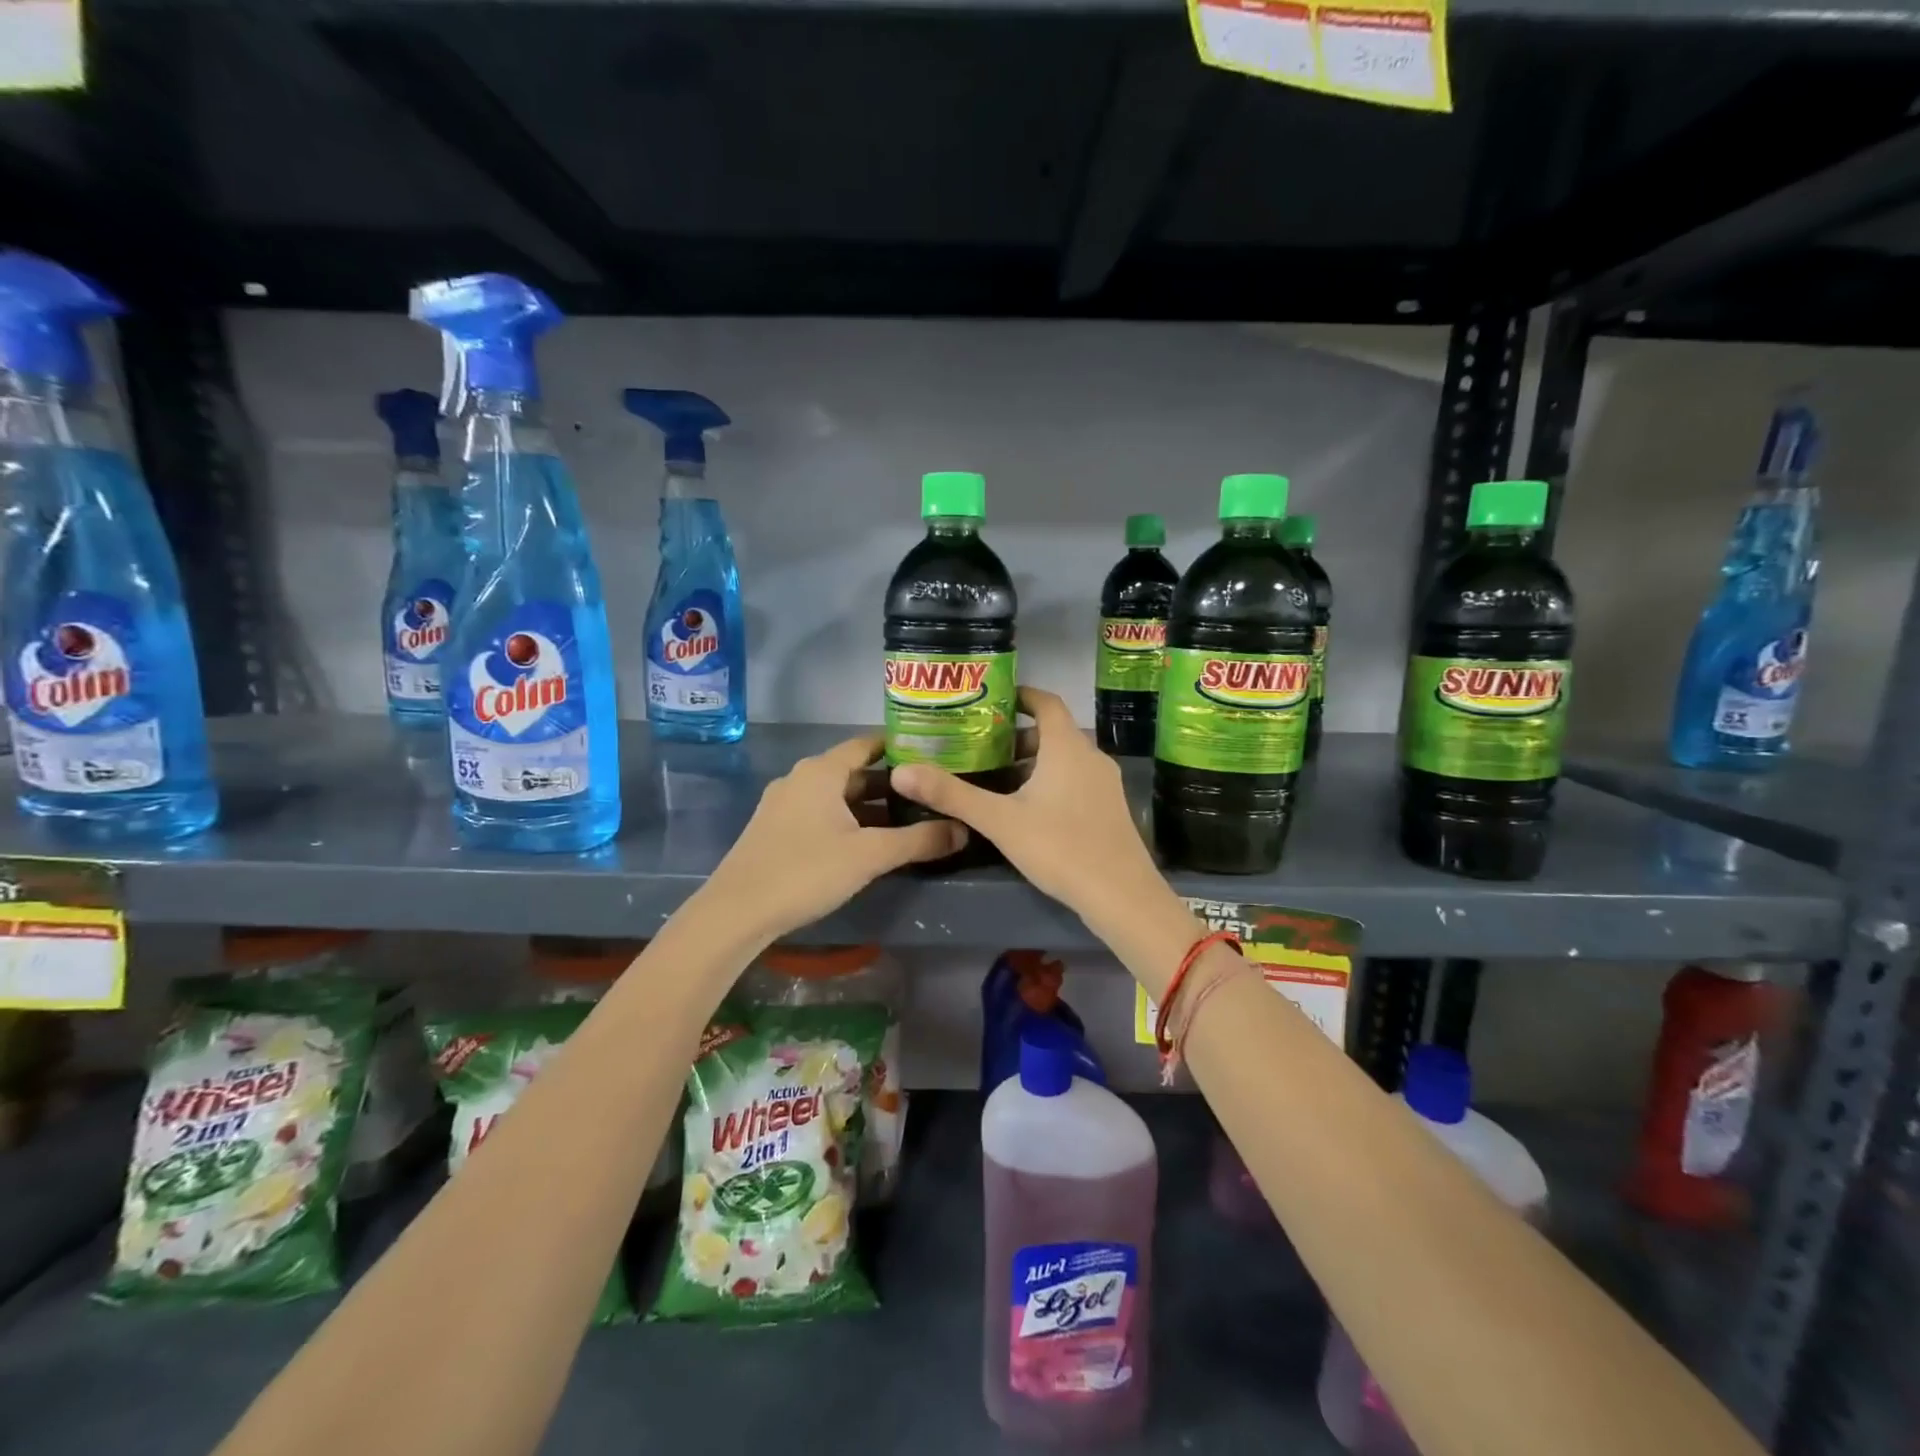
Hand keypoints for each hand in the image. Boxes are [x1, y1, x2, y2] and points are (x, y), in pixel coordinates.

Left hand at [703, 733, 966, 944]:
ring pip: (837, 796)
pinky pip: (820, 813)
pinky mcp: (775, 829)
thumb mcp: (870, 855)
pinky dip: (847, 820)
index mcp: (822, 771)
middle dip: (891, 783)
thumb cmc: (806, 871)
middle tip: (929, 793)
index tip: (933, 755)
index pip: (868, 744)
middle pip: (854, 771)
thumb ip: (919, 840)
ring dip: (869, 806)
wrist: (736, 912)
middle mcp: (801, 778)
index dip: (901, 747)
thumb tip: (963, 829)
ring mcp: (784, 804)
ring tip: (907, 820)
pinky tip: (867, 843)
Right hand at [889, 687, 1166, 927]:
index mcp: (1067, 747)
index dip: (1021, 695)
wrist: (1121, 895)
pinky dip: (1052, 782)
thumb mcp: (1000, 821)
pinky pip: (1077, 780)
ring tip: (999, 779)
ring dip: (1034, 762)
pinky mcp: (1110, 809)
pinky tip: (1030, 810)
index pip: (1046, 702)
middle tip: (982, 747)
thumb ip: (952, 795)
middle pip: (1053, 732)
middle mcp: (1091, 756)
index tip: (992, 700)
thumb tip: (901, 772)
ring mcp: (1105, 784)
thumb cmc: (1060, 847)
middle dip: (1018, 736)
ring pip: (1065, 759)